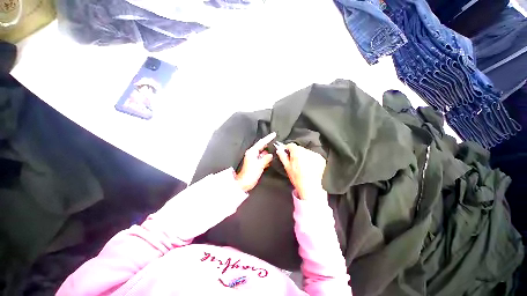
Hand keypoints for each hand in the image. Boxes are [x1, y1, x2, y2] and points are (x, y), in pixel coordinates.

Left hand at [235, 132, 275, 191]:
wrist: (244, 183)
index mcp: (252, 152)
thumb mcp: (259, 165)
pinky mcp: (255, 163)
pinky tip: (271, 158)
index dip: (268, 138)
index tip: (274, 134)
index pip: (261, 142)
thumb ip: (266, 158)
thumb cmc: (250, 174)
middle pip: (262, 146)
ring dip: (268, 151)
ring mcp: (253, 158)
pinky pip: (262, 157)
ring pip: (262, 152)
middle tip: (276, 141)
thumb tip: (270, 155)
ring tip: (275, 149)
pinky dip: (266, 157)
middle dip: (268, 144)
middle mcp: (252, 153)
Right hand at [276, 143, 326, 199]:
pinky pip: (313, 156)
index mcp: (297, 151)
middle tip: (295, 162)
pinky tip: (309, 167)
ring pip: (306, 152)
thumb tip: (279, 150)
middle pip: (299, 148)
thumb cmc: (297, 178)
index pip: (291, 145)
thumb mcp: (287, 167)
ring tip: (303, 165)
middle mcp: (307, 151)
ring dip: (304, 156)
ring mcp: (315, 154)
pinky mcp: (321, 159)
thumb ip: (283, 156)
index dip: (287, 149)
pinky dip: (311, 159)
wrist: (310, 186)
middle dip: (296, 153)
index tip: (286, 153)